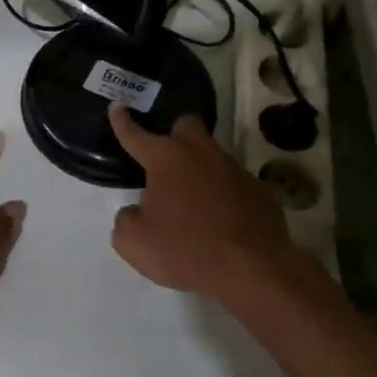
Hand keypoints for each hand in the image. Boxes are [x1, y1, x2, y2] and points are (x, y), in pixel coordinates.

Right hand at [107, 103, 315, 301]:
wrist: (253, 270)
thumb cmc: (185, 249)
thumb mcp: (134, 242)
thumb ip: (126, 220)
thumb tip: (136, 212)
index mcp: (166, 159)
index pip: (136, 135)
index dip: (123, 122)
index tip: (117, 106)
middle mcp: (201, 154)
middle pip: (187, 125)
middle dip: (175, 133)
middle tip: (166, 155)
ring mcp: (235, 170)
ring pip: (213, 156)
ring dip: (200, 169)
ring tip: (192, 199)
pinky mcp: (260, 192)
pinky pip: (234, 185)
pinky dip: (223, 196)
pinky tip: (220, 219)